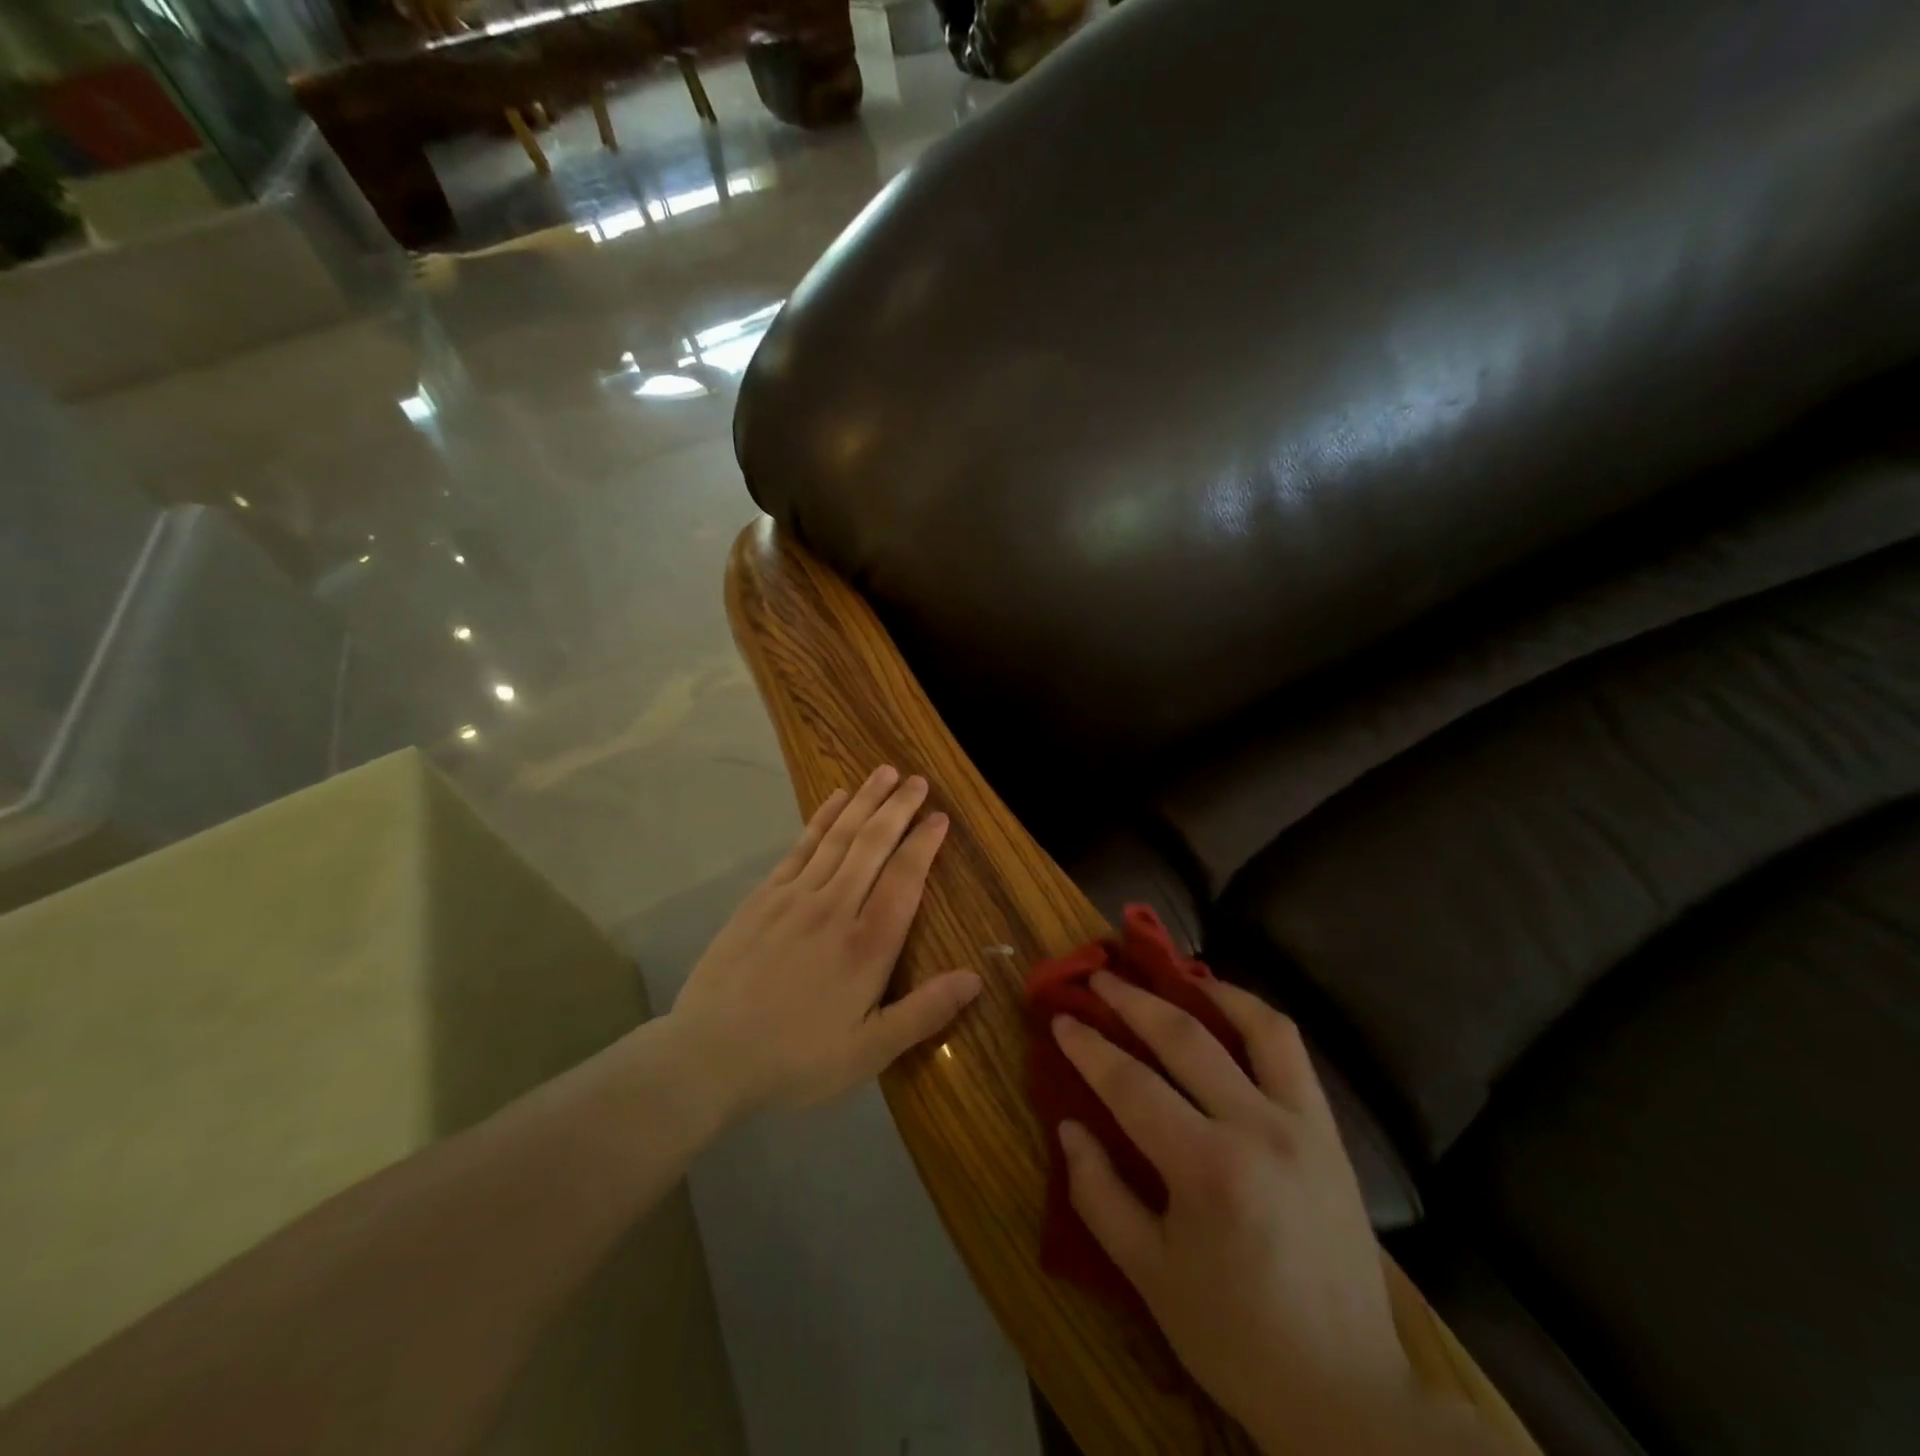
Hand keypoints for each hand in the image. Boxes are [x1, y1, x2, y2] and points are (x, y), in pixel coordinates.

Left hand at [671, 765, 981, 1115]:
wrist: (708, 1055)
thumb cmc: (796, 1058)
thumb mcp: (869, 1052)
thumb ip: (923, 1013)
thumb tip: (975, 978)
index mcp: (868, 944)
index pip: (905, 878)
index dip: (925, 843)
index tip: (940, 816)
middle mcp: (835, 907)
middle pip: (874, 845)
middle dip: (899, 808)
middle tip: (918, 779)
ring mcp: (795, 897)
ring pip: (839, 836)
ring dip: (865, 801)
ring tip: (884, 772)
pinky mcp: (763, 897)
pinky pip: (800, 847)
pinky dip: (821, 819)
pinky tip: (835, 800)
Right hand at [1052, 975, 1436, 1453]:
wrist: (1347, 1393)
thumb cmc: (1235, 1338)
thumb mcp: (1149, 1276)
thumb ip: (1098, 1194)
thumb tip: (1068, 1126)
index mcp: (1208, 1170)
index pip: (1130, 1084)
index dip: (1088, 1047)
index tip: (1060, 1018)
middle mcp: (1258, 1128)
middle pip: (1184, 1037)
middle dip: (1131, 1000)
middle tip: (1098, 977)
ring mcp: (1302, 1123)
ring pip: (1252, 1024)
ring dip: (1201, 989)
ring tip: (1166, 972)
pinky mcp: (1329, 1130)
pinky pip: (1290, 1050)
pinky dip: (1251, 1014)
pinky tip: (1224, 1006)